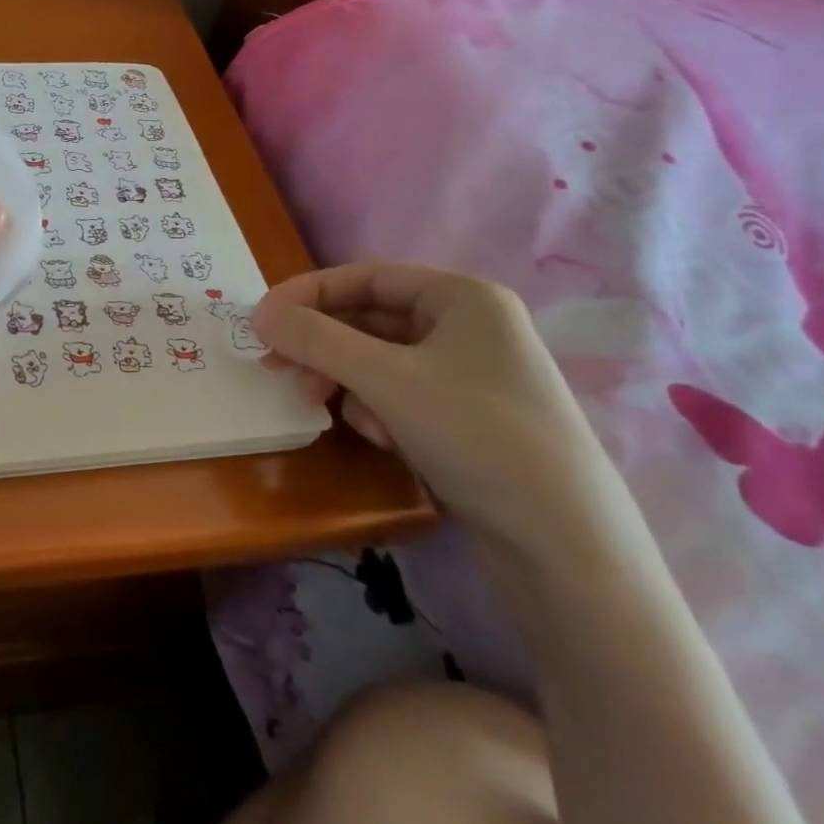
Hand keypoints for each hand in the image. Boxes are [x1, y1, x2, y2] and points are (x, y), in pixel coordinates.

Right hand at [250, 261, 618, 552]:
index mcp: (462, 298)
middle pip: (370, 320)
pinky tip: (385, 441)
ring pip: (380, 361)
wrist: (565, 546)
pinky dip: (379, 411)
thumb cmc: (476, 435)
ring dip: (348, 383)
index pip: (366, 276)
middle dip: (323, 346)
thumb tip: (258, 314)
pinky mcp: (468, 418)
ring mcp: (471, 375)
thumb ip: (315, 339)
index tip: (261, 321)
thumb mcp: (385, 379)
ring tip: (335, 413)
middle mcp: (470, 327)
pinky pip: (400, 395)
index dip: (308, 294)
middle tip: (277, 370)